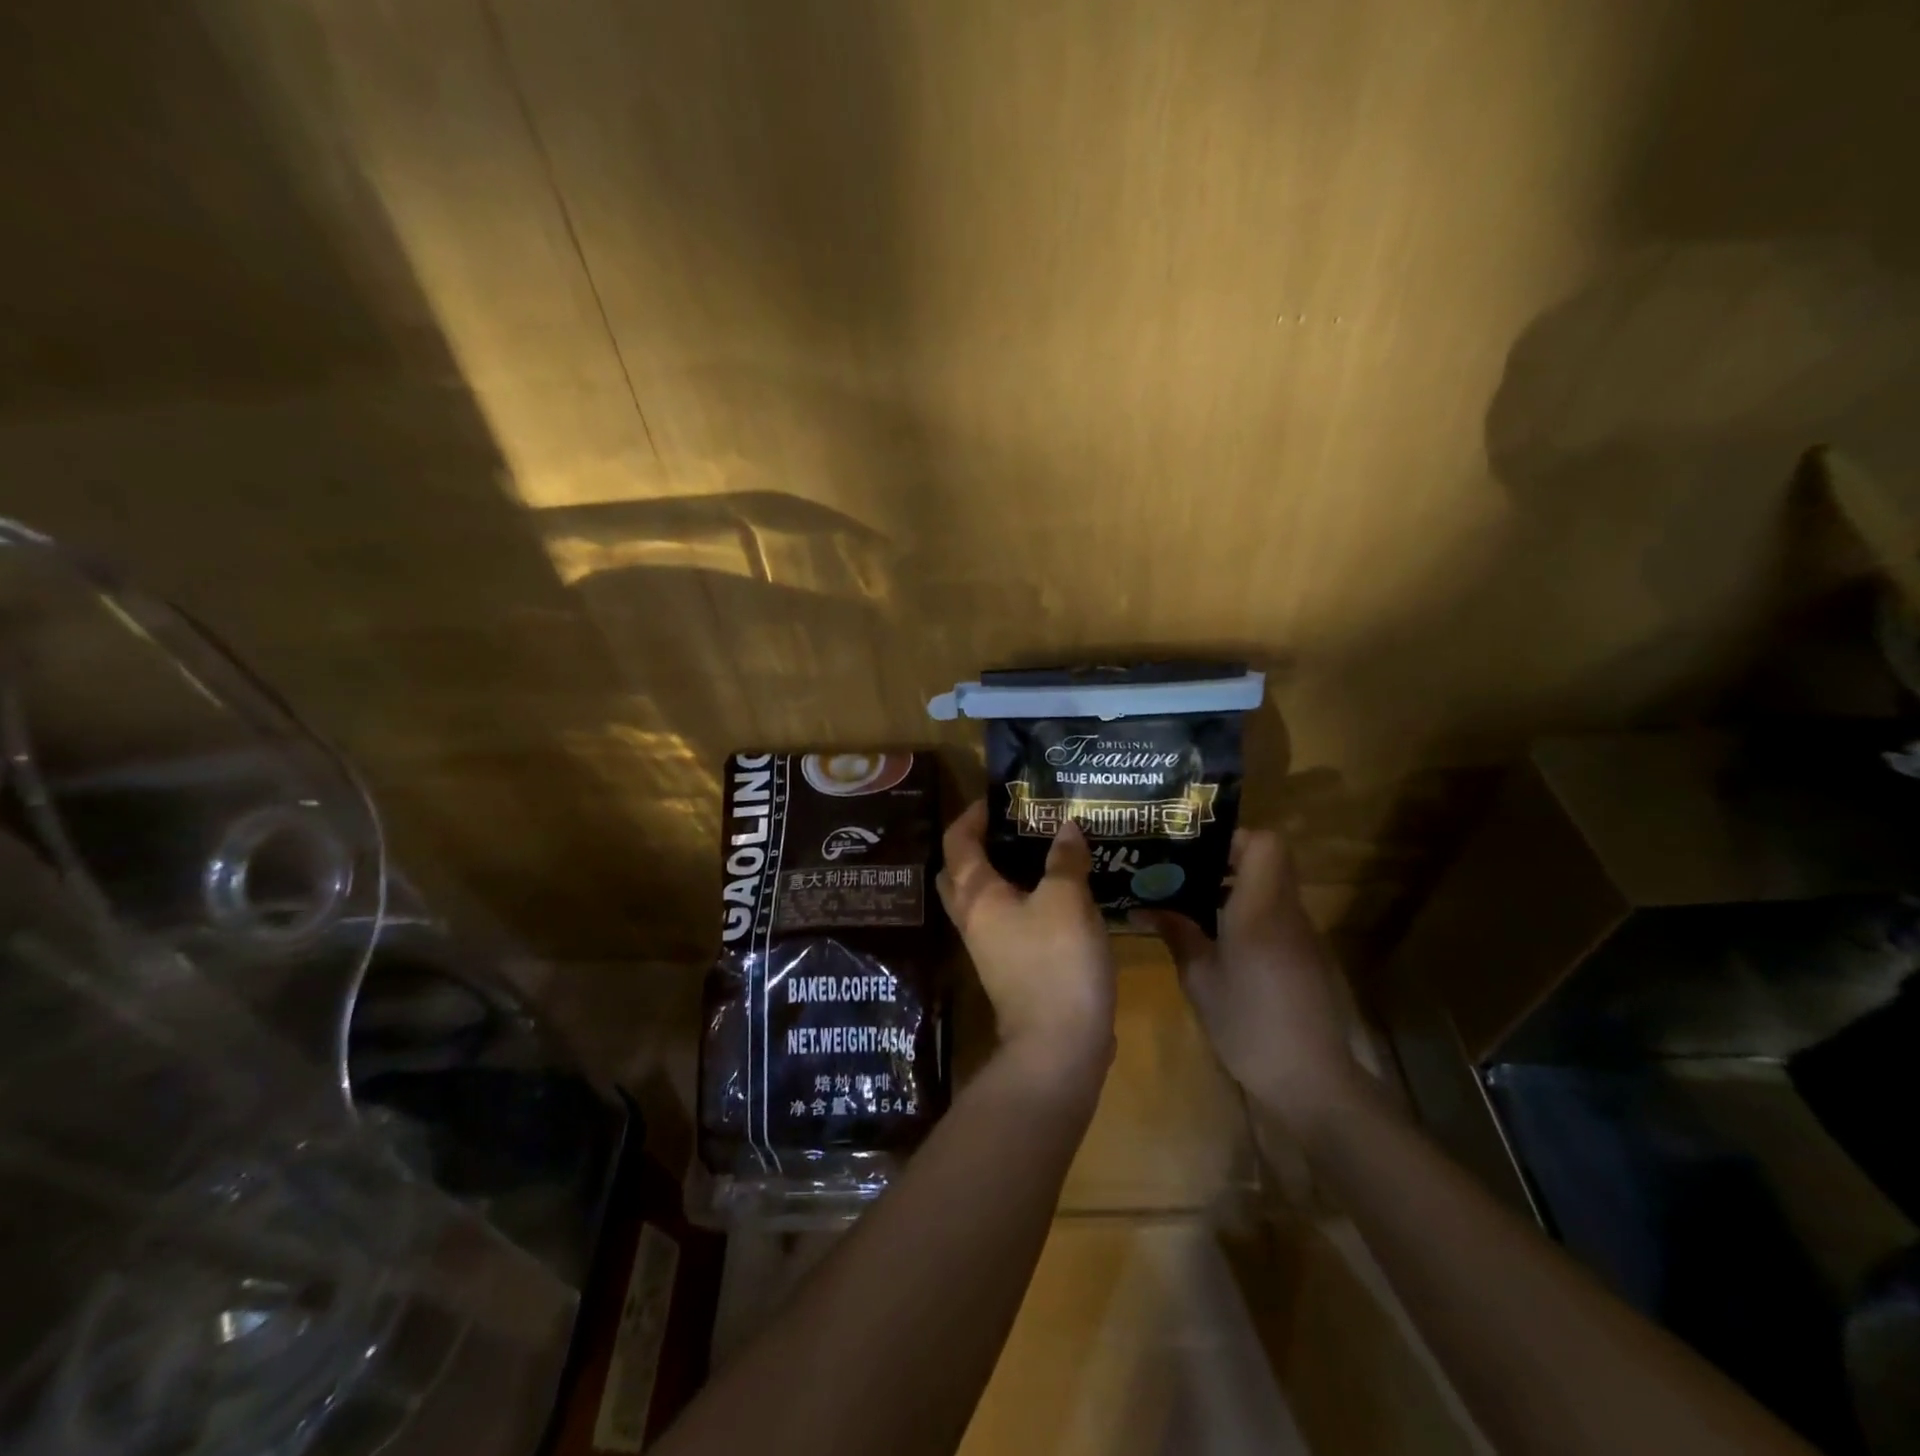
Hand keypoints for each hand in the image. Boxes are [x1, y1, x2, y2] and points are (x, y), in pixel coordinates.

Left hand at [937, 801, 1116, 1085]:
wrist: (1059, 1046)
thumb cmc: (1056, 962)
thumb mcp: (1068, 901)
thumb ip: (1065, 860)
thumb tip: (1065, 826)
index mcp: (977, 896)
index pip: (958, 842)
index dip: (972, 815)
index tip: (997, 799)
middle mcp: (973, 919)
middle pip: (959, 873)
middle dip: (977, 845)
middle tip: (1012, 826)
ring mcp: (988, 947)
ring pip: (982, 899)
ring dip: (1000, 874)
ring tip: (1037, 853)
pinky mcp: (1009, 968)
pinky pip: (1006, 921)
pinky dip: (1020, 901)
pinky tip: (1055, 894)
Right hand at [1132, 830, 1366, 1136]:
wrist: (1313, 1081)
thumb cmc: (1249, 1023)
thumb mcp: (1200, 979)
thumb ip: (1177, 934)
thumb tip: (1145, 908)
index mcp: (1261, 908)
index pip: (1265, 843)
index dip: (1232, 838)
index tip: (1196, 852)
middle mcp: (1288, 912)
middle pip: (1268, 862)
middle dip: (1226, 861)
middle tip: (1184, 875)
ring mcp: (1303, 936)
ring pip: (1272, 889)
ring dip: (1236, 890)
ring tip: (1193, 907)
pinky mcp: (1307, 959)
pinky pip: (1277, 917)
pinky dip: (1249, 916)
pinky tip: (1220, 943)